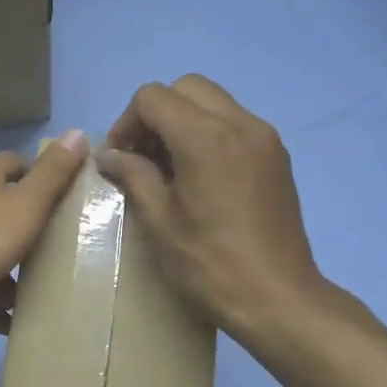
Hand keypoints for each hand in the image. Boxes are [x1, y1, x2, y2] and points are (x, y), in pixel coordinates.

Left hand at [0, 131, 87, 337]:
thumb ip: (53, 174)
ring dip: (5, 271)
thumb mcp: (27, 206)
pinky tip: (5, 319)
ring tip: (30, 293)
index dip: (40, 177)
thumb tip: (77, 133)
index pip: (15, 163)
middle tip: (52, 250)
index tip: (63, 201)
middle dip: (23, 231)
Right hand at [97, 76, 328, 340]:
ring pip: (213, 101)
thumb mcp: (159, 221)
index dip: (127, 122)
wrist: (277, 298)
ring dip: (183, 120)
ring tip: (168, 167)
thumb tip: (108, 154)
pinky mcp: (277, 156)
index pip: (153, 97)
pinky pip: (235, 123)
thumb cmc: (209, 264)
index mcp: (206, 137)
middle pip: (186, 87)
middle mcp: (240, 124)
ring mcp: (264, 138)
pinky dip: (209, 133)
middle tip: (142, 155)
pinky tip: (199, 176)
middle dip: (156, 113)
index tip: (119, 158)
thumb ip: (132, 175)